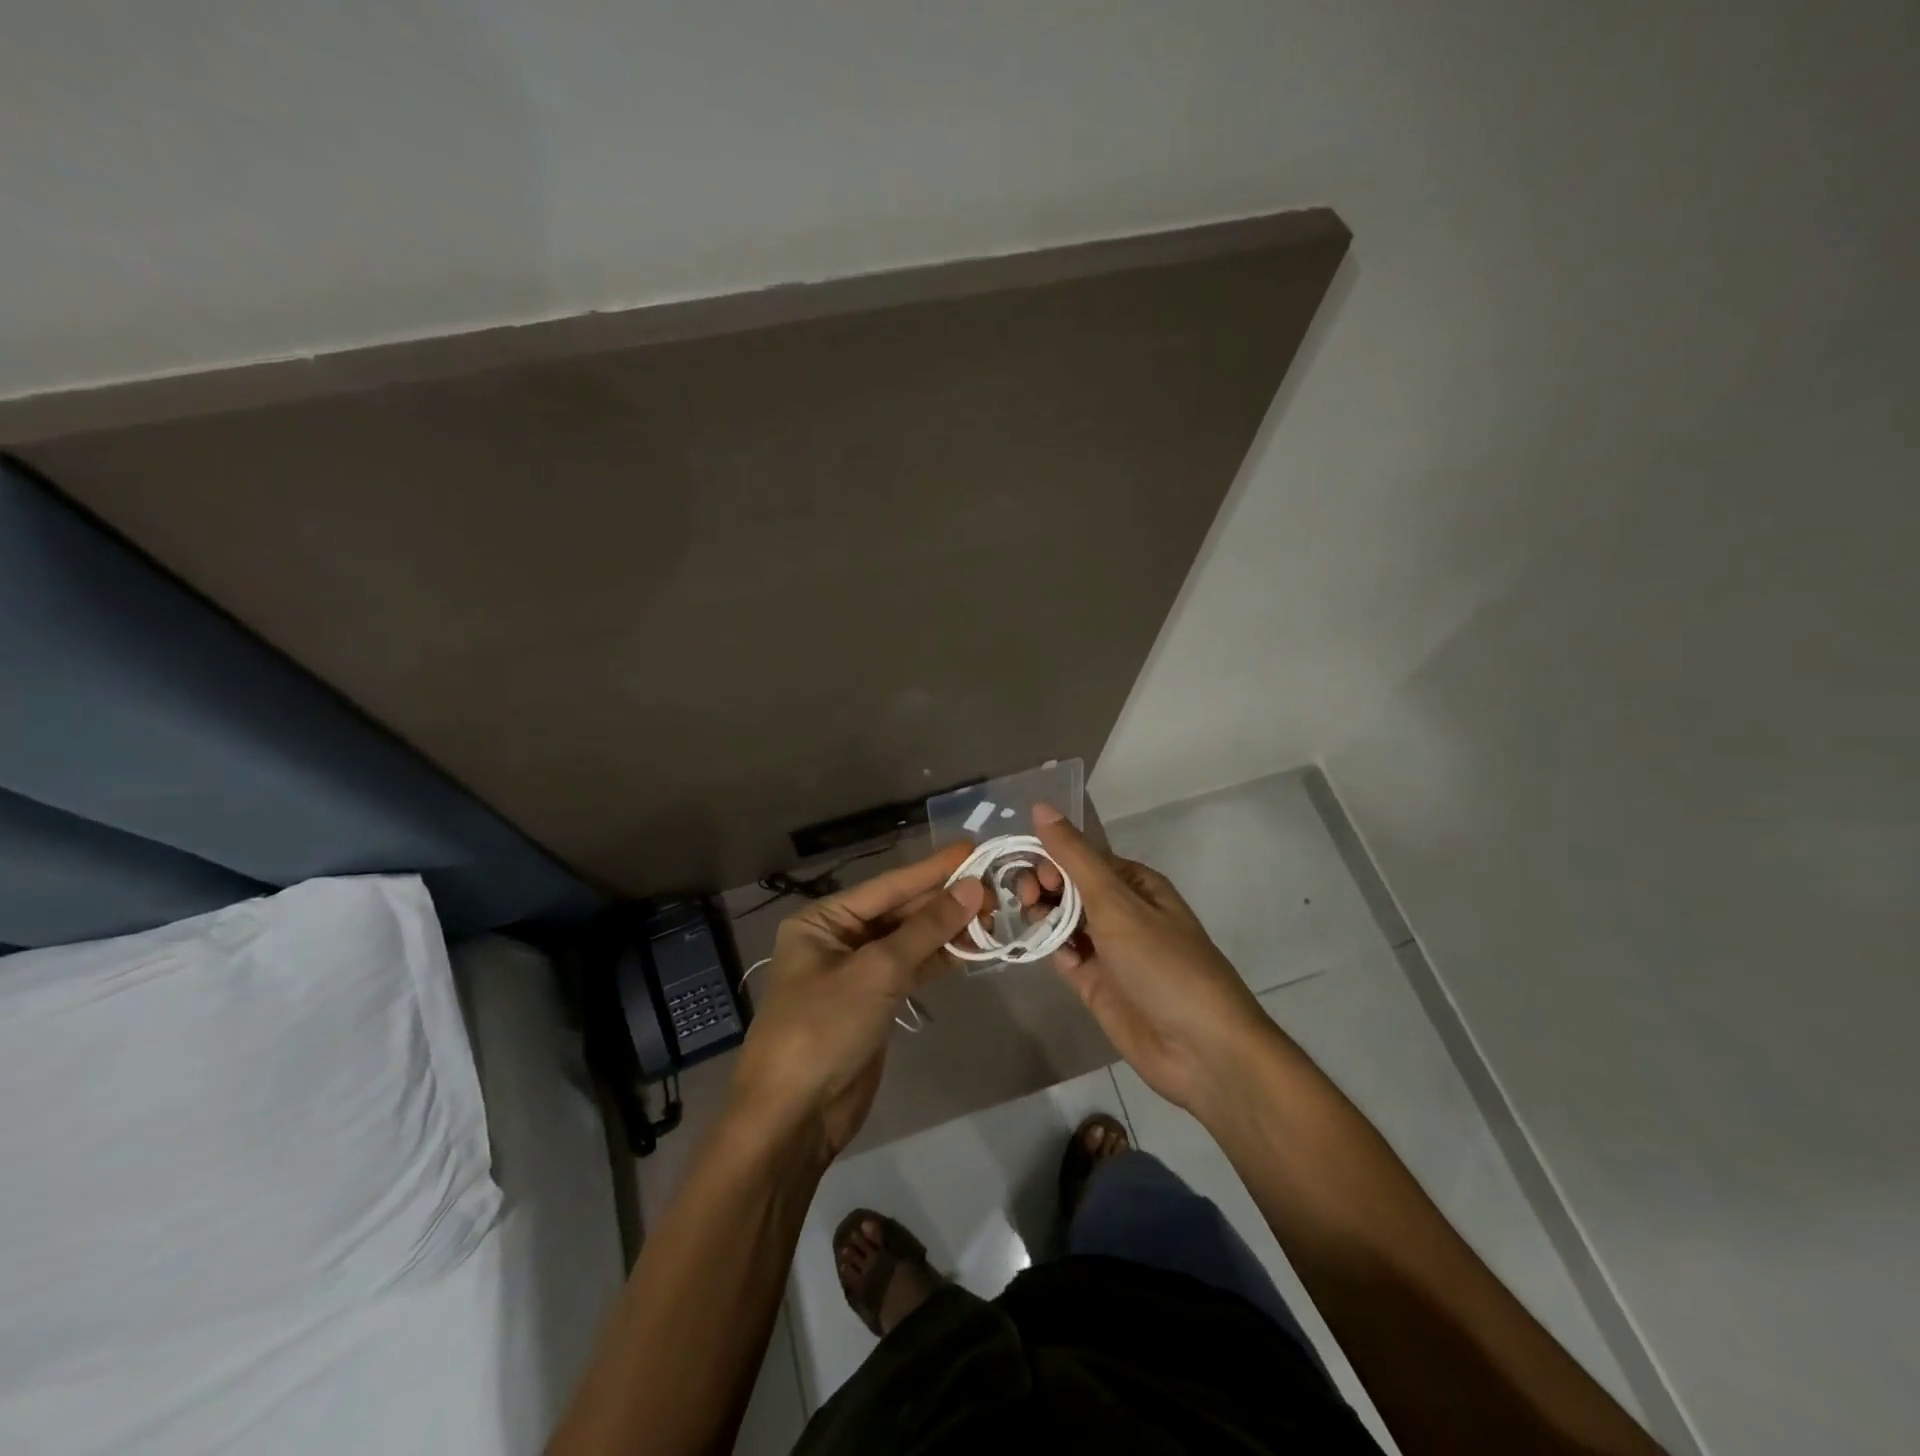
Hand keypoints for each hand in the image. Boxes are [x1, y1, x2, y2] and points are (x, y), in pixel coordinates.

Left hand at [728, 845, 986, 1158]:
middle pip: (899, 911)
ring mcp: (856, 973)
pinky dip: (939, 960)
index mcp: (823, 921)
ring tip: (993, 914)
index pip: (888, 886)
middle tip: (995, 885)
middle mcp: (837, 939)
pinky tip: (972, 949)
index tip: (974, 850)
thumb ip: (926, 928)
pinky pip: (910, 970)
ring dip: (947, 930)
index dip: (933, 869)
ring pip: (908, 941)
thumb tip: (972, 888)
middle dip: (944, 901)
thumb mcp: (876, 970)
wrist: (794, 1117)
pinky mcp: (872, 1004)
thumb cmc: (824, 1028)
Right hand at [1027, 805, 1271, 1116]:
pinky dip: (1049, 949)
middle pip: (1068, 887)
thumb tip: (1041, 806)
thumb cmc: (1163, 964)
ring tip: (1030, 924)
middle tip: (1028, 900)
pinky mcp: (1095, 983)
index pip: (1080, 857)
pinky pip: (1063, 955)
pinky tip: (1043, 952)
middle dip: (1043, 886)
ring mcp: (1107, 949)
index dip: (1051, 858)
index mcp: (1133, 883)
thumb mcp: (1117, 903)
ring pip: (1061, 920)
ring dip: (1041, 916)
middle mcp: (1120, 911)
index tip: (1034, 875)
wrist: (1200, 1049)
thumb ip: (1074, 857)